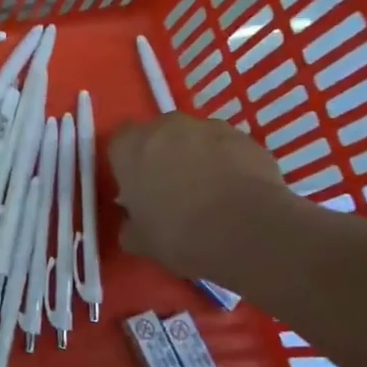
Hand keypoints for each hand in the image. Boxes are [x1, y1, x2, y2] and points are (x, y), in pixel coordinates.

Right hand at [109, 113, 289, 280]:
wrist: (246, 231)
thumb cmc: (179, 233)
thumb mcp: (141, 241)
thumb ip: (130, 225)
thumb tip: (133, 223)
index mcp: (130, 146)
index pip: (120, 143)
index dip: (129, 165)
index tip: (138, 189)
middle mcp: (166, 126)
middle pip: (159, 136)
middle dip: (164, 157)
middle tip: (173, 192)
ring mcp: (210, 127)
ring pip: (196, 140)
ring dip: (199, 158)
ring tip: (212, 195)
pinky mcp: (246, 138)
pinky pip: (229, 149)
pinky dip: (231, 164)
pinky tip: (238, 194)